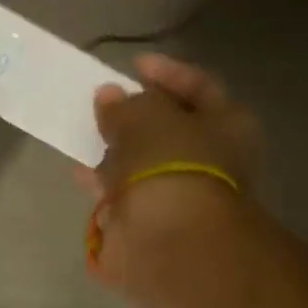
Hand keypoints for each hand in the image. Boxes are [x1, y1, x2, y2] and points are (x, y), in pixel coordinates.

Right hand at [77, 54, 261, 291]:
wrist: (172, 241)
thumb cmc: (171, 163)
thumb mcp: (145, 117)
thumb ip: (125, 104)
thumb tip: (109, 97)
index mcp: (226, 125)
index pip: (199, 87)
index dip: (167, 73)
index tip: (133, 66)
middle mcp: (209, 160)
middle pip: (169, 129)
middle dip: (135, 117)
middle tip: (103, 104)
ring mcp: (179, 195)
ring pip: (143, 164)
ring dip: (115, 151)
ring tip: (84, 136)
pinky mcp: (151, 224)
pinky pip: (124, 195)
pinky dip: (104, 185)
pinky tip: (80, 174)